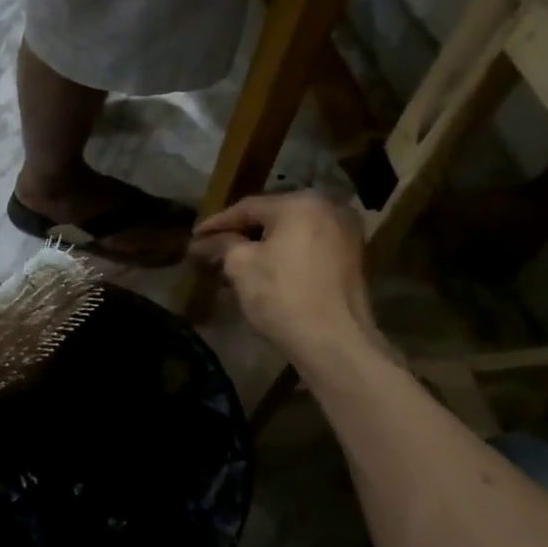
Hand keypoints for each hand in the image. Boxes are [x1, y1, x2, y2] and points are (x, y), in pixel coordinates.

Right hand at [190, 191, 378, 366]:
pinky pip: (308, 247)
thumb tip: (204, 241)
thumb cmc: (283, 296)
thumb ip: (222, 244)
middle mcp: (328, 208)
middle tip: (211, 248)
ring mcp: (345, 233)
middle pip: (271, 217)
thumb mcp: (241, 266)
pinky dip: (284, 254)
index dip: (216, 223)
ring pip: (290, 233)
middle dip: (240, 234)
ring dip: (261, 246)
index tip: (194, 237)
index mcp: (300, 203)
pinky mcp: (352, 258)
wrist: (336, 343)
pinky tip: (263, 270)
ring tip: (233, 262)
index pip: (247, 208)